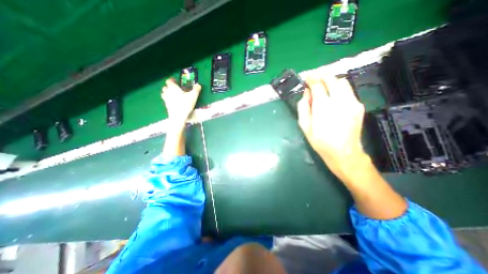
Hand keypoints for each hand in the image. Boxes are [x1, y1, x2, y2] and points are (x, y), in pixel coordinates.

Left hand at [162, 77, 200, 122]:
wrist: (178, 116)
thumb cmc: (185, 104)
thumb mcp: (193, 96)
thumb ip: (196, 89)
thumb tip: (198, 84)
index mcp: (173, 88)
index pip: (169, 81)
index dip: (172, 80)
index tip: (176, 80)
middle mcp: (168, 92)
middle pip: (165, 87)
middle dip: (169, 87)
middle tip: (175, 89)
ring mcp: (166, 99)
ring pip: (164, 94)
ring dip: (167, 93)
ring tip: (174, 95)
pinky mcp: (166, 106)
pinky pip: (166, 101)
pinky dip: (169, 100)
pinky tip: (174, 103)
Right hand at [297, 76, 365, 180]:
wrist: (343, 152)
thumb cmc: (320, 141)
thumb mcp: (304, 126)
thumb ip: (303, 107)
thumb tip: (306, 93)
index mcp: (323, 106)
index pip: (317, 85)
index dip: (311, 79)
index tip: (306, 80)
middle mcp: (339, 100)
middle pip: (332, 79)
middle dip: (321, 76)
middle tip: (314, 80)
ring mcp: (352, 102)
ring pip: (342, 82)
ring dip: (331, 81)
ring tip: (323, 87)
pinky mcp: (358, 106)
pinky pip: (348, 91)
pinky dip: (338, 89)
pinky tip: (333, 97)